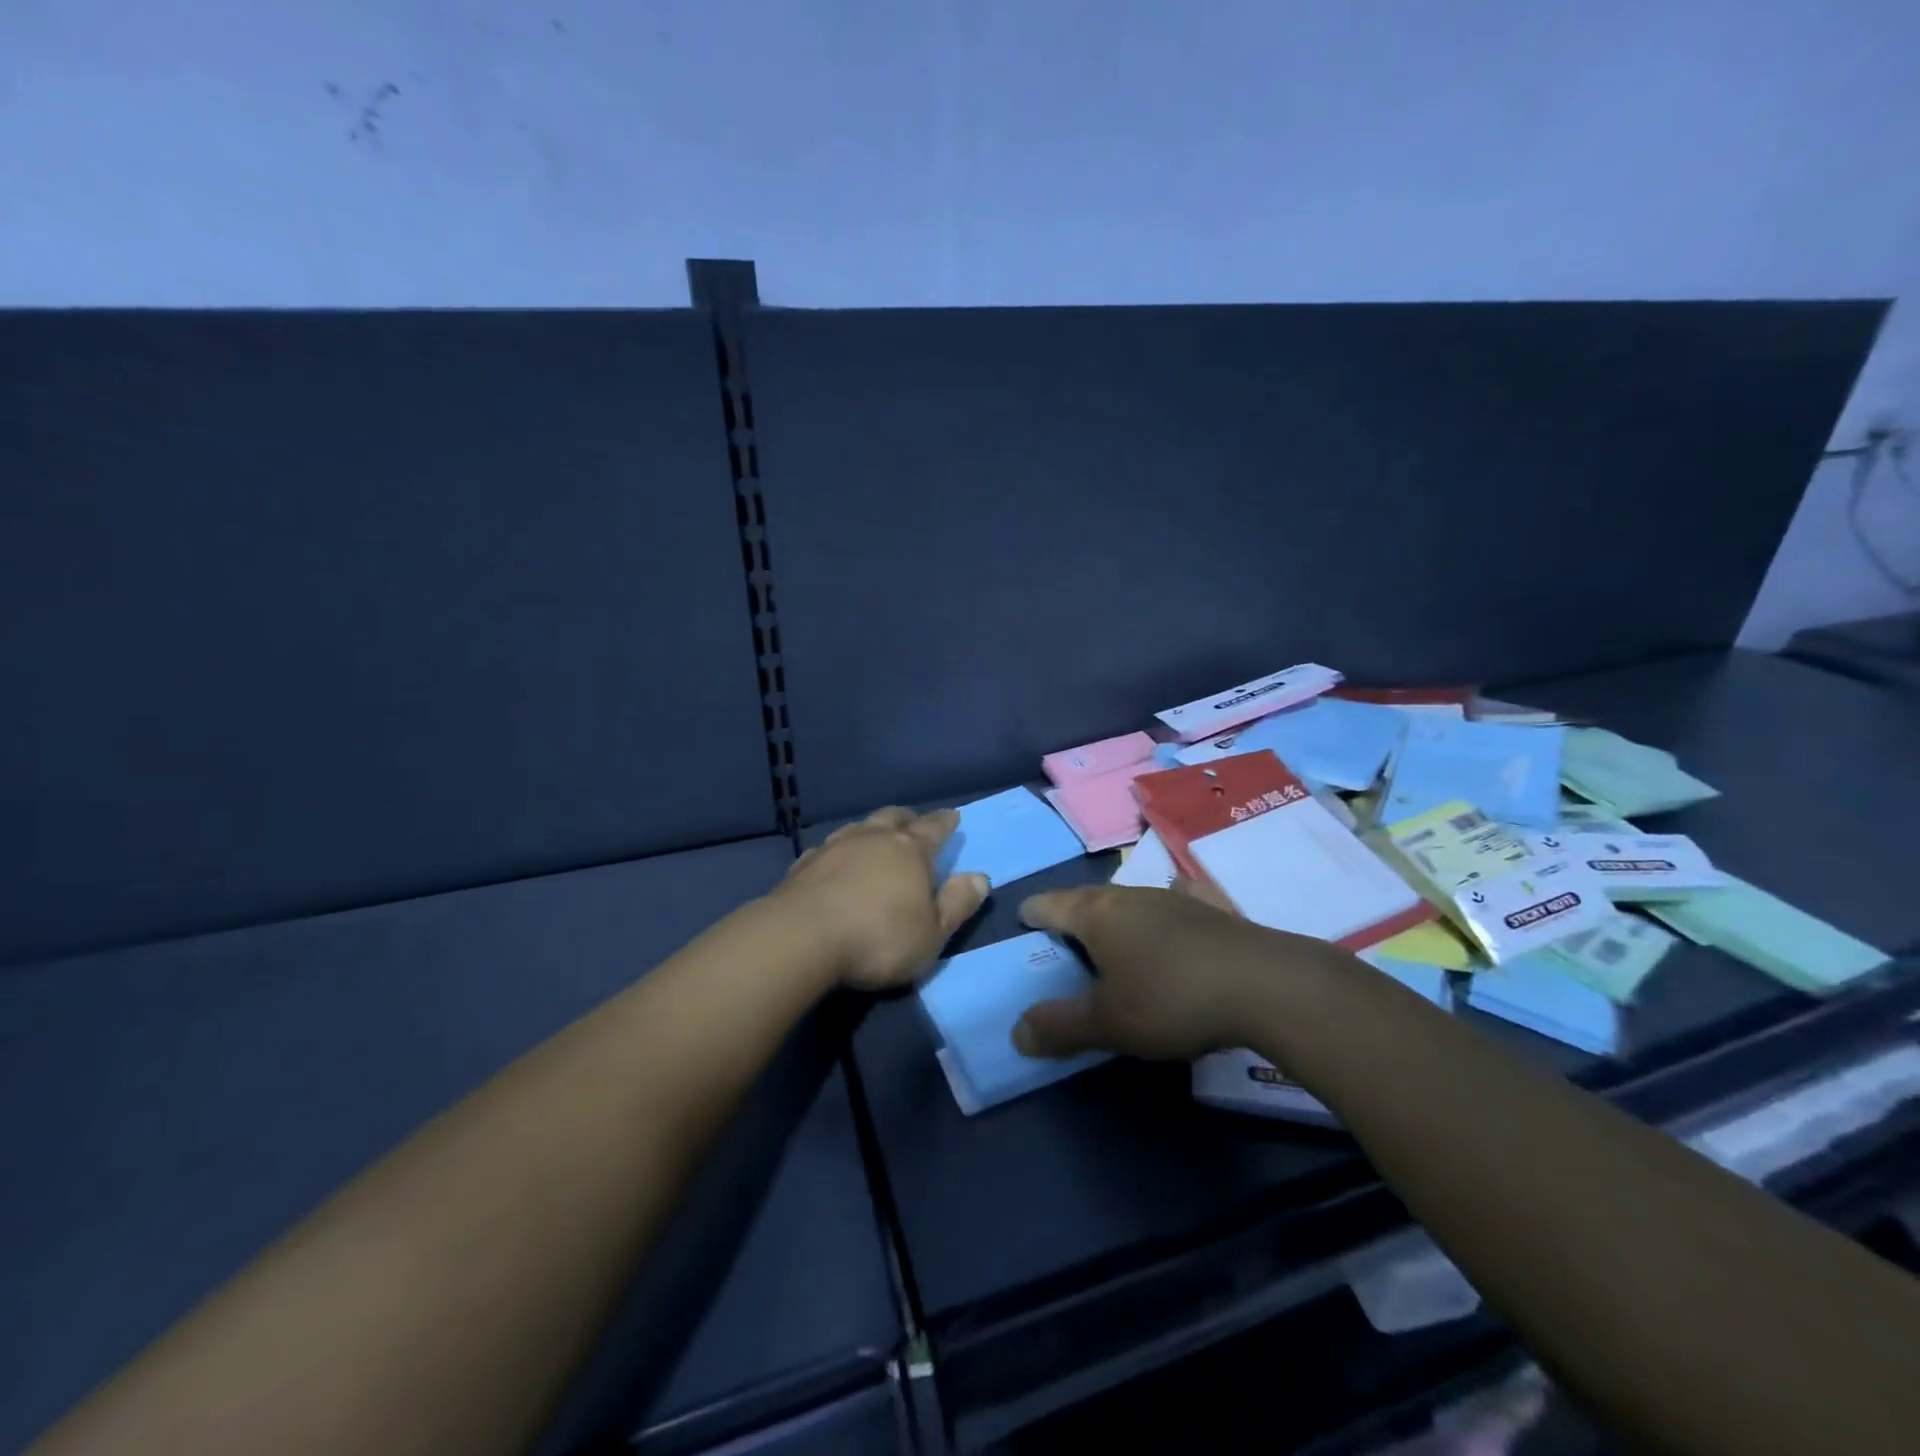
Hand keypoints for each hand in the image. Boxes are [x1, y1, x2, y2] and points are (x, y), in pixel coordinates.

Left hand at [774, 807, 988, 991]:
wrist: (800, 938)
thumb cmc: (878, 938)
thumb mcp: (932, 933)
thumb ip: (957, 904)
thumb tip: (980, 877)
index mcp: (910, 850)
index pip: (934, 828)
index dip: (946, 822)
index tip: (953, 815)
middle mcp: (873, 838)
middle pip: (894, 817)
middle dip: (908, 818)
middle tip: (914, 822)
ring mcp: (834, 847)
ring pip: (859, 827)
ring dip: (871, 830)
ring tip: (875, 838)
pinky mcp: (804, 864)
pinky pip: (828, 848)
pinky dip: (839, 851)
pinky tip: (835, 861)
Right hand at [1013, 883, 1340, 1060]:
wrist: (1264, 984)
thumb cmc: (1170, 998)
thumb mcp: (1108, 1023)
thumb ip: (1060, 1027)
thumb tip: (1016, 1033)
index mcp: (1096, 914)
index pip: (1049, 904)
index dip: (1032, 914)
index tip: (1023, 923)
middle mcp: (1130, 895)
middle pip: (1088, 899)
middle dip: (1071, 917)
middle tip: (1062, 941)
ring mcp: (1173, 899)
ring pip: (1129, 902)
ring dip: (1115, 920)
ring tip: (1112, 943)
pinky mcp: (1210, 911)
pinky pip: (1172, 907)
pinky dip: (1161, 918)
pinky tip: (1174, 926)